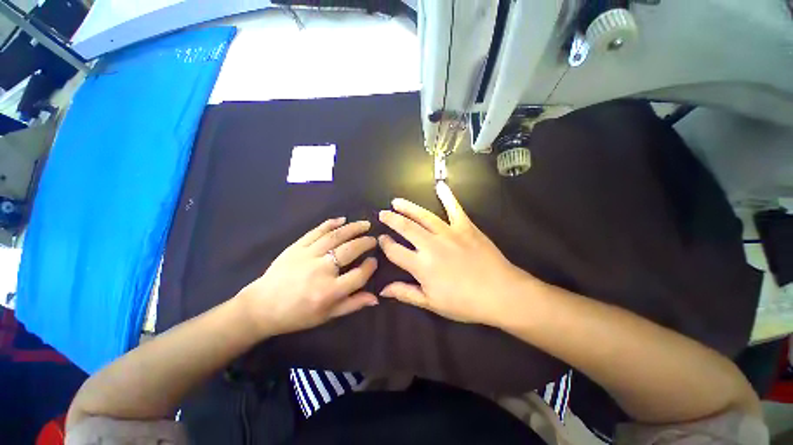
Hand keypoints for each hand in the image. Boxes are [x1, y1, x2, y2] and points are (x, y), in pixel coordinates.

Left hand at [239, 218, 378, 336]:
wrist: (262, 307)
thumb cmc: (297, 315)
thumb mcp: (327, 316)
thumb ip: (352, 305)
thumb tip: (376, 298)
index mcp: (329, 292)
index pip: (359, 275)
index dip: (370, 267)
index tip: (374, 261)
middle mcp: (321, 271)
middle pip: (350, 250)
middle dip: (365, 242)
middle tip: (373, 239)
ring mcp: (307, 256)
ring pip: (335, 237)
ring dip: (353, 228)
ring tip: (365, 224)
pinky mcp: (296, 247)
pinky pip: (316, 231)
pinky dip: (330, 224)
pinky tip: (342, 219)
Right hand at [378, 182, 532, 325]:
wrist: (501, 293)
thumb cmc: (465, 303)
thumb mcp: (431, 303)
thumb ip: (405, 293)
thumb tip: (383, 290)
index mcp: (421, 265)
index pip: (395, 251)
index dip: (385, 244)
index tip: (381, 239)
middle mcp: (431, 245)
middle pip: (405, 227)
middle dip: (391, 219)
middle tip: (383, 214)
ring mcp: (449, 233)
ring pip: (423, 216)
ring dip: (408, 207)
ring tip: (397, 201)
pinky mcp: (465, 227)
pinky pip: (455, 208)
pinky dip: (448, 196)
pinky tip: (440, 185)